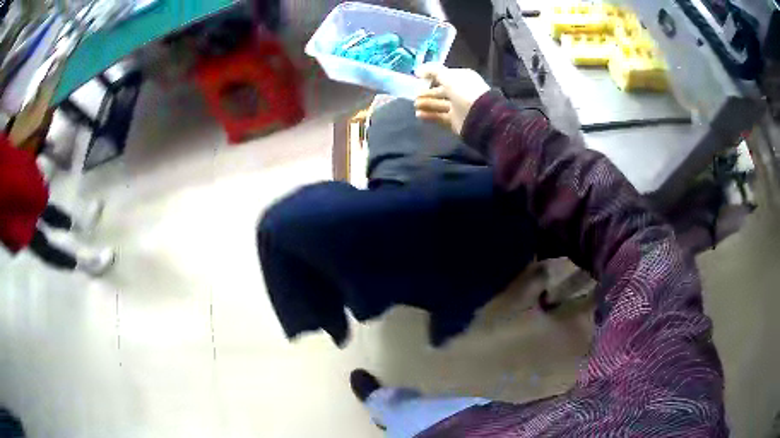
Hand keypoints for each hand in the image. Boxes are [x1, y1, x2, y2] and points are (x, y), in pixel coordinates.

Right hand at [414, 65, 490, 135]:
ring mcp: (458, 107)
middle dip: (427, 92)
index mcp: (462, 78)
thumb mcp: (447, 76)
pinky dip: (429, 115)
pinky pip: (439, 117)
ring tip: (415, 105)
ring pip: (439, 104)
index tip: (418, 78)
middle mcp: (460, 92)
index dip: (431, 76)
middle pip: (440, 91)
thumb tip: (418, 70)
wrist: (478, 115)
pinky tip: (419, 114)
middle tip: (415, 94)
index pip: (444, 76)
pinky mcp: (455, 121)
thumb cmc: (463, 91)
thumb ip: (432, 71)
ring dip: (426, 104)